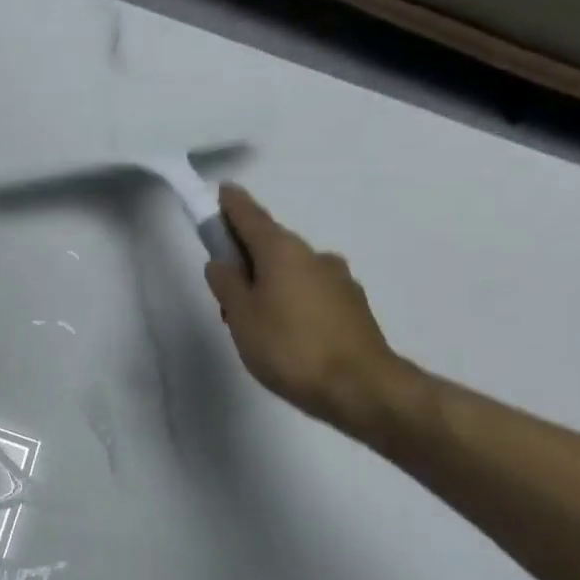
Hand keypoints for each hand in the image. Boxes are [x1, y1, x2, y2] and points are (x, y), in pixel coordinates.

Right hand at [205, 183, 413, 440]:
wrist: (359, 387)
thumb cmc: (288, 347)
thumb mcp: (242, 318)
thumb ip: (227, 286)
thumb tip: (221, 262)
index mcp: (283, 251)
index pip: (251, 217)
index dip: (233, 205)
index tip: (222, 191)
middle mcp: (314, 256)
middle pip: (272, 246)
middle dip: (248, 257)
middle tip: (226, 286)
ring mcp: (339, 280)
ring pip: (293, 272)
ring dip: (271, 283)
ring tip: (254, 321)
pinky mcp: (353, 306)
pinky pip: (311, 292)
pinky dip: (292, 301)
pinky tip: (286, 332)